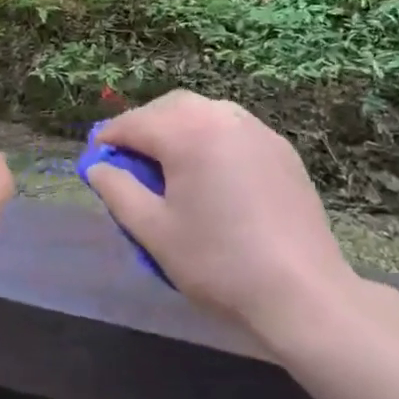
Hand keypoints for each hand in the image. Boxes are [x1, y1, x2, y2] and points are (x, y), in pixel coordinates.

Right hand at [84, 92, 353, 343]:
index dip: (109, 139)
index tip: (96, 160)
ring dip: (178, 128)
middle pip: (171, 107)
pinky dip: (210, 138)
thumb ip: (118, 192)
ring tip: (168, 165)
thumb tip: (96, 167)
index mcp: (188, 133)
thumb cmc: (218, 263)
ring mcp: (257, 130)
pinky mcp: (281, 149)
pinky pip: (233, 129)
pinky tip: (210, 173)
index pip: (135, 123)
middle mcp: (223, 117)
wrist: (302, 292)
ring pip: (205, 113)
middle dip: (144, 126)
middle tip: (129, 160)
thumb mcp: (154, 231)